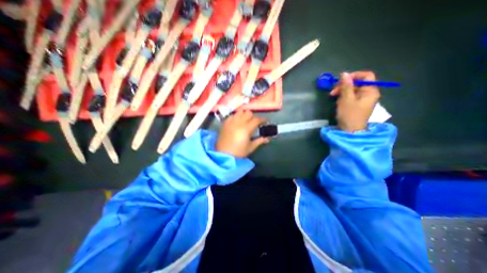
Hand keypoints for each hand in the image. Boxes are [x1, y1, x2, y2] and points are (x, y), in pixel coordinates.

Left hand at [215, 109, 269, 157]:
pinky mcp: (225, 123)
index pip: (256, 119)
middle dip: (253, 117)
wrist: (223, 155)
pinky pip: (232, 115)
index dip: (262, 120)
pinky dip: (236, 116)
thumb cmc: (238, 152)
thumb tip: (267, 138)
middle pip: (248, 113)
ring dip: (244, 115)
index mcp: (246, 129)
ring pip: (240, 112)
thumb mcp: (250, 147)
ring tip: (245, 121)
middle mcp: (238, 122)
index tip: (265, 122)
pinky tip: (237, 122)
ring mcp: (231, 121)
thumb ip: (260, 141)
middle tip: (254, 123)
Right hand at [329, 71, 382, 131]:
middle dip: (344, 85)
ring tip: (332, 96)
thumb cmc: (349, 114)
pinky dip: (343, 96)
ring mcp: (363, 100)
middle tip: (333, 90)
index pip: (366, 76)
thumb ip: (346, 86)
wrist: (350, 130)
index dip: (354, 75)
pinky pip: (351, 96)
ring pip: (353, 89)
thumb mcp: (346, 99)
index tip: (341, 80)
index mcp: (370, 91)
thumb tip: (344, 74)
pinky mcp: (357, 104)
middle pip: (358, 83)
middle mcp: (369, 94)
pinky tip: (337, 100)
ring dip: (342, 91)